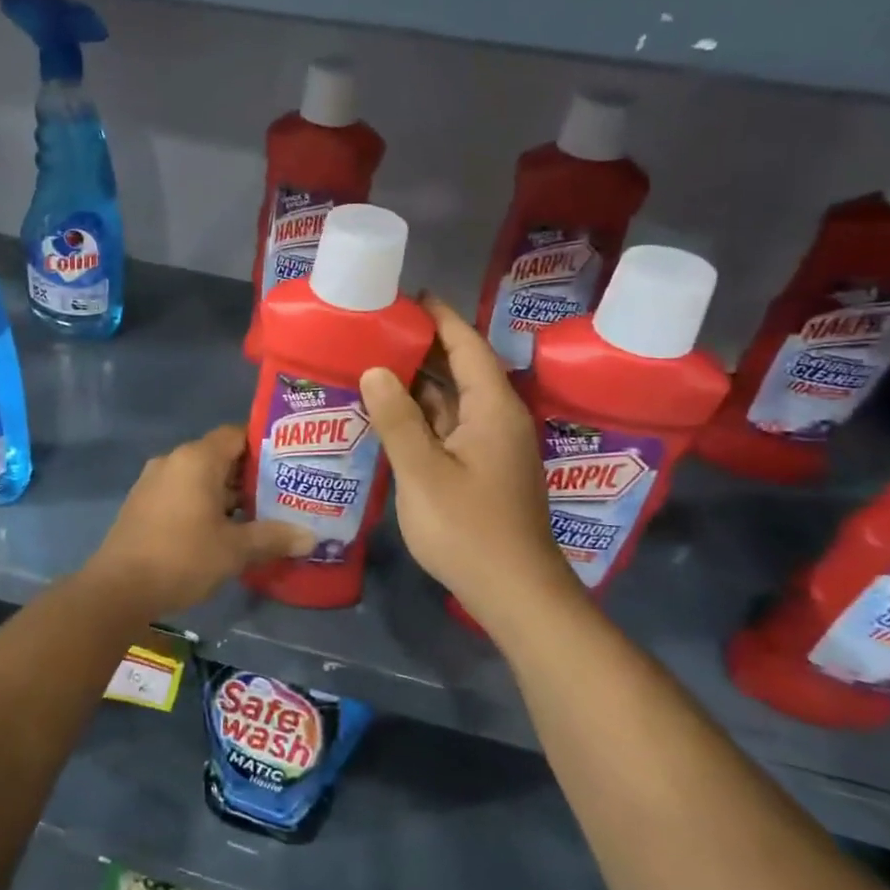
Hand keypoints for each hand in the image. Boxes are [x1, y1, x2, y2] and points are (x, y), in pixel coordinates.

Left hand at [87, 424, 313, 614]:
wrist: (119, 588)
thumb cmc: (182, 558)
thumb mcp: (234, 550)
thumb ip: (273, 537)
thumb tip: (311, 537)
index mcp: (196, 459)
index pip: (236, 435)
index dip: (264, 446)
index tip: (289, 463)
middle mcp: (173, 460)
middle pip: (219, 456)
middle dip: (250, 475)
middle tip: (282, 493)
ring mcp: (154, 481)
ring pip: (200, 477)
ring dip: (227, 493)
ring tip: (260, 514)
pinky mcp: (143, 503)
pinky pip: (182, 492)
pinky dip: (203, 503)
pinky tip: (223, 529)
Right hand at [359, 297, 575, 626]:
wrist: (514, 593)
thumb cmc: (469, 529)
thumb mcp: (423, 472)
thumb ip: (397, 419)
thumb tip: (375, 370)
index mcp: (493, 409)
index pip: (468, 347)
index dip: (442, 318)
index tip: (410, 296)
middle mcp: (498, 419)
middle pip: (462, 369)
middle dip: (425, 346)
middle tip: (379, 328)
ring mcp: (492, 447)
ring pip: (454, 400)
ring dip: (420, 382)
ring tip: (376, 362)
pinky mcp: (483, 469)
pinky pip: (450, 426)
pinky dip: (422, 414)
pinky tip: (390, 413)